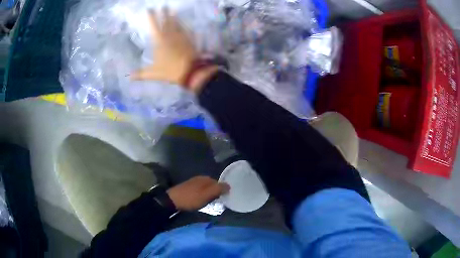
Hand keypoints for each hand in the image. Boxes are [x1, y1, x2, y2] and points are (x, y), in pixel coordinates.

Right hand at [132, 8, 217, 92]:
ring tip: (173, 10)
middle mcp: (170, 35)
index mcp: (159, 41)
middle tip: (164, 5)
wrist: (191, 71)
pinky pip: (186, 30)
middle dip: (164, 13)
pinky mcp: (189, 40)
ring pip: (177, 24)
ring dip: (174, 17)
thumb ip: (141, 74)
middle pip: (166, 21)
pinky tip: (185, 24)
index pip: (154, 26)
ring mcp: (181, 37)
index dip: (151, 17)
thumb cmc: (170, 71)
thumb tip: (129, 77)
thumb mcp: (153, 73)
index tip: (149, 9)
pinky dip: (185, 26)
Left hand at [167, 176, 229, 210]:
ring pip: (206, 189)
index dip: (222, 191)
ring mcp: (193, 183)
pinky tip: (200, 202)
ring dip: (208, 195)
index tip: (222, 199)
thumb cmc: (191, 198)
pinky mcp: (188, 188)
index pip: (218, 183)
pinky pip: (199, 191)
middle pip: (212, 185)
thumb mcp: (206, 195)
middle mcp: (199, 178)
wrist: (172, 200)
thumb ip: (218, 189)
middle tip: (216, 202)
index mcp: (205, 178)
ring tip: (209, 203)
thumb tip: (229, 185)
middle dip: (215, 193)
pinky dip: (202, 196)